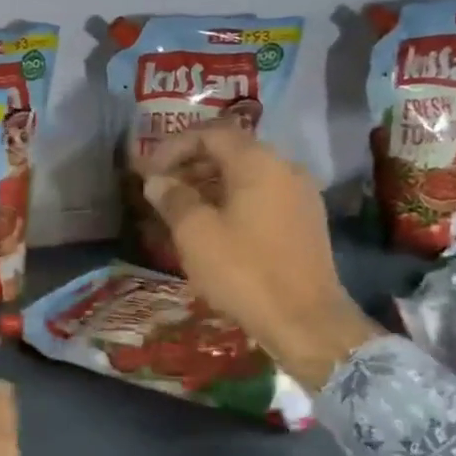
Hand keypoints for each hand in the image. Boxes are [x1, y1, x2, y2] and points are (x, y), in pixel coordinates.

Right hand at [138, 125, 379, 390]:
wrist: (306, 322)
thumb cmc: (244, 272)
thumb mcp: (196, 234)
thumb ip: (173, 199)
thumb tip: (157, 181)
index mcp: (258, 162)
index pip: (211, 133)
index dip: (174, 146)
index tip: (148, 170)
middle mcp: (285, 168)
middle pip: (231, 151)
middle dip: (190, 164)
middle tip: (160, 188)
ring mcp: (300, 195)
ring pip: (246, 175)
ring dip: (209, 184)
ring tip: (179, 209)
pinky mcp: (305, 222)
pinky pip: (262, 196)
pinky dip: (232, 201)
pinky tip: (212, 227)